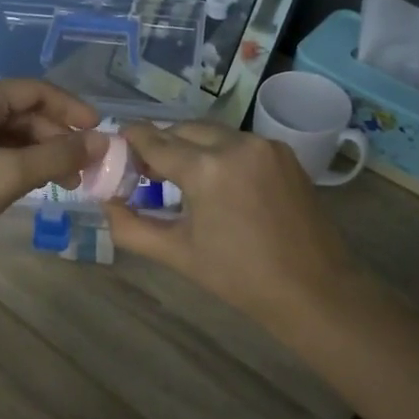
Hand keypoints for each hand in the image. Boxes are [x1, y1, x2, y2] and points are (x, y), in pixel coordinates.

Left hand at [0, 80, 103, 262]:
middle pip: (21, 112)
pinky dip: (13, 162)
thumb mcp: (8, 175)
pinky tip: (26, 184)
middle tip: (82, 169)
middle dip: (56, 137)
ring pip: (5, 133)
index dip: (72, 109)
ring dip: (36, 152)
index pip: (36, 90)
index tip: (99, 132)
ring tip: (61, 182)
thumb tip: (101, 141)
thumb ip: (58, 157)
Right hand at [103, 122, 362, 317]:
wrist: (313, 288)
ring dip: (190, 145)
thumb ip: (131, 227)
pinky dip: (219, 151)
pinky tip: (215, 179)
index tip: (116, 145)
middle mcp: (235, 144)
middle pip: (182, 130)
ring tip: (179, 175)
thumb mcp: (177, 254)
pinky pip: (238, 141)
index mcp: (206, 169)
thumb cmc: (239, 277)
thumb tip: (106, 203)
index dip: (131, 141)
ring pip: (212, 132)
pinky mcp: (283, 152)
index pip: (154, 141)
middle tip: (145, 170)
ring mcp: (263, 145)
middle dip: (161, 144)